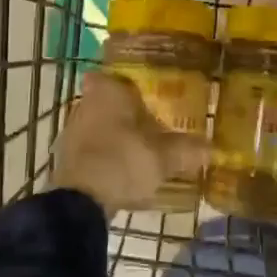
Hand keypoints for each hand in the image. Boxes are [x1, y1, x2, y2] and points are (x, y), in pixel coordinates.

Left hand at [52, 72, 208, 216]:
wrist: (79, 202)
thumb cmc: (123, 161)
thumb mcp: (163, 157)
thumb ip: (186, 149)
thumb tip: (210, 147)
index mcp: (107, 91)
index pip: (113, 75)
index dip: (126, 82)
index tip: (144, 92)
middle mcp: (85, 103)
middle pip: (106, 100)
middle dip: (125, 111)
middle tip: (150, 122)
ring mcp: (71, 131)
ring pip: (97, 124)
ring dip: (114, 134)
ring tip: (139, 149)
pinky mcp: (65, 158)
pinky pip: (90, 148)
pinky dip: (104, 155)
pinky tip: (121, 170)